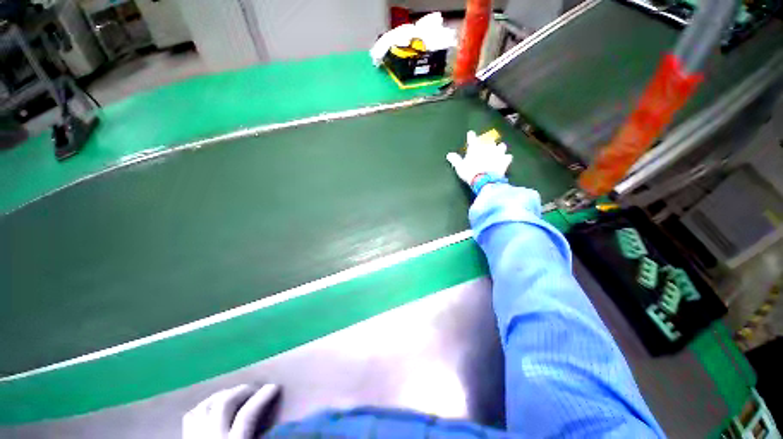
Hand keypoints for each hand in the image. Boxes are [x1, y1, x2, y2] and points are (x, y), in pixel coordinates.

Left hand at [183, 384, 279, 438]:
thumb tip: (279, 429)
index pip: (247, 414)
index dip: (262, 397)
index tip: (273, 386)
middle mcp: (211, 438)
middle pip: (224, 403)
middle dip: (241, 390)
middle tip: (254, 388)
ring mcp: (195, 438)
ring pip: (205, 405)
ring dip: (222, 395)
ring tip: (234, 394)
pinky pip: (191, 415)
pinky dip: (203, 406)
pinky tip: (212, 407)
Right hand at [446, 131, 512, 185]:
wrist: (485, 180)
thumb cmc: (470, 172)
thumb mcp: (460, 167)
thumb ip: (455, 160)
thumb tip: (449, 154)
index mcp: (475, 147)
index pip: (472, 137)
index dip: (471, 135)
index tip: (470, 133)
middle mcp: (488, 146)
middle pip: (489, 139)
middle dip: (487, 140)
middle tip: (485, 143)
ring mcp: (498, 153)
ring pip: (501, 146)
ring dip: (499, 147)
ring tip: (498, 150)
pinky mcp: (504, 160)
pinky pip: (508, 157)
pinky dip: (506, 158)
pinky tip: (505, 159)